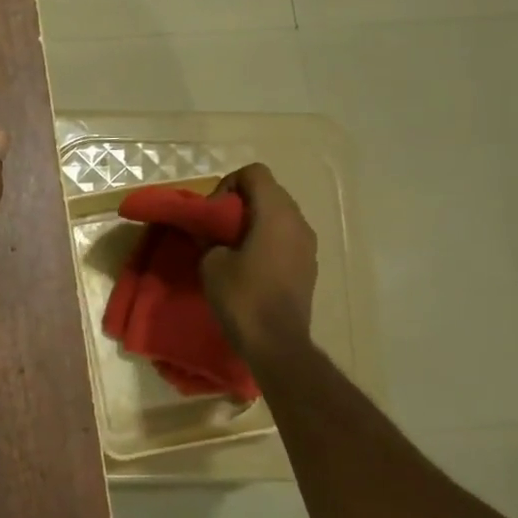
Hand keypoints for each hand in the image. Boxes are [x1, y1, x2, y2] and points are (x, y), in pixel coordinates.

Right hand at [200, 163, 316, 360]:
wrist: (277, 344)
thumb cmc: (243, 297)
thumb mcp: (212, 263)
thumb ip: (210, 238)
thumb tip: (210, 233)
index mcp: (276, 213)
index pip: (254, 173)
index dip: (228, 184)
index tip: (213, 212)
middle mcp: (298, 221)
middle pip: (268, 192)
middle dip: (240, 203)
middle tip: (217, 229)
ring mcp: (308, 244)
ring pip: (278, 215)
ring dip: (254, 222)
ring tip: (231, 248)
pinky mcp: (308, 265)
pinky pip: (285, 237)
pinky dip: (266, 240)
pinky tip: (249, 265)